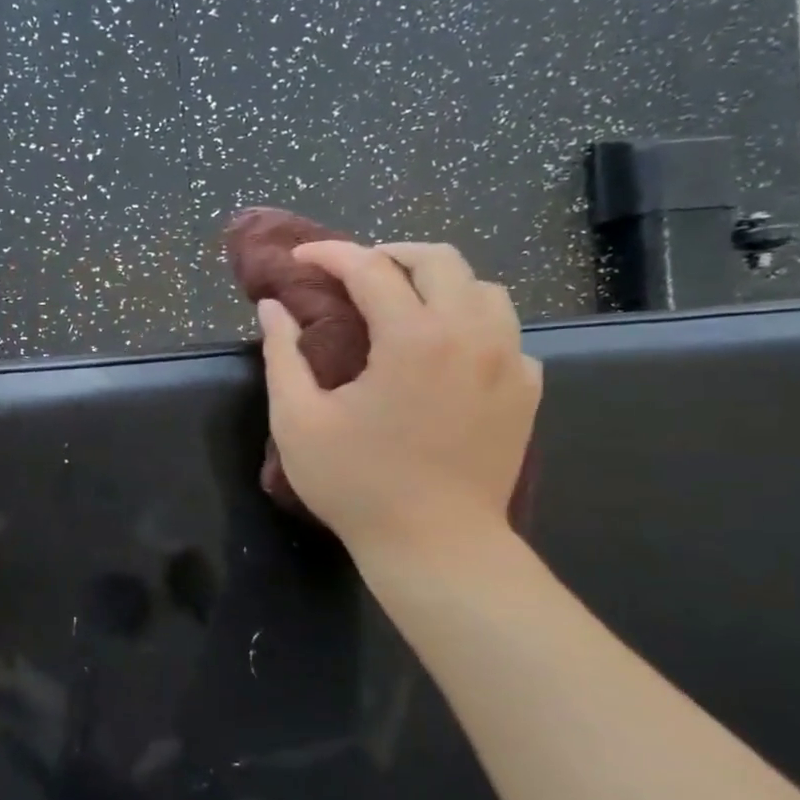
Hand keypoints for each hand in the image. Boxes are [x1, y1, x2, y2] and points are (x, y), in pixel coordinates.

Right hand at [258, 241, 540, 561]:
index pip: (370, 269)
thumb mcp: (298, 420)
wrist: (436, 546)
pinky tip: (445, 353)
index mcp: (412, 337)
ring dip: (438, 283)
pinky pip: (505, 333)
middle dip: (389, 254)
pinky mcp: (526, 390)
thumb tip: (272, 308)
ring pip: (483, 288)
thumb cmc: (357, 484)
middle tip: (354, 272)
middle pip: (439, 259)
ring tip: (404, 304)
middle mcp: (470, 334)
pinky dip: (472, 325)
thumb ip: (281, 355)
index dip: (329, 255)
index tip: (299, 259)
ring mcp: (509, 361)